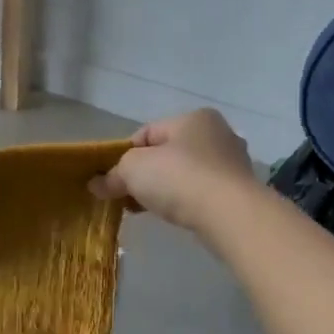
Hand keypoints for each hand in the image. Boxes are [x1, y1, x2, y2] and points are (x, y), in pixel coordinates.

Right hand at [90, 110, 253, 229]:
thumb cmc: (179, 178)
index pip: (148, 133)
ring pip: (186, 174)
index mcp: (194, 118)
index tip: (113, 180)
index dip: (125, 155)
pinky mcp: (238, 190)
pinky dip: (186, 201)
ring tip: (149, 209)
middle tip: (128, 196)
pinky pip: (202, 192)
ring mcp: (232, 163)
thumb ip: (113, 175)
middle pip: (168, 153)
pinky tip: (175, 215)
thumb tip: (95, 185)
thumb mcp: (134, 170)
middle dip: (146, 175)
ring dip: (165, 189)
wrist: (229, 214)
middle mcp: (218, 134)